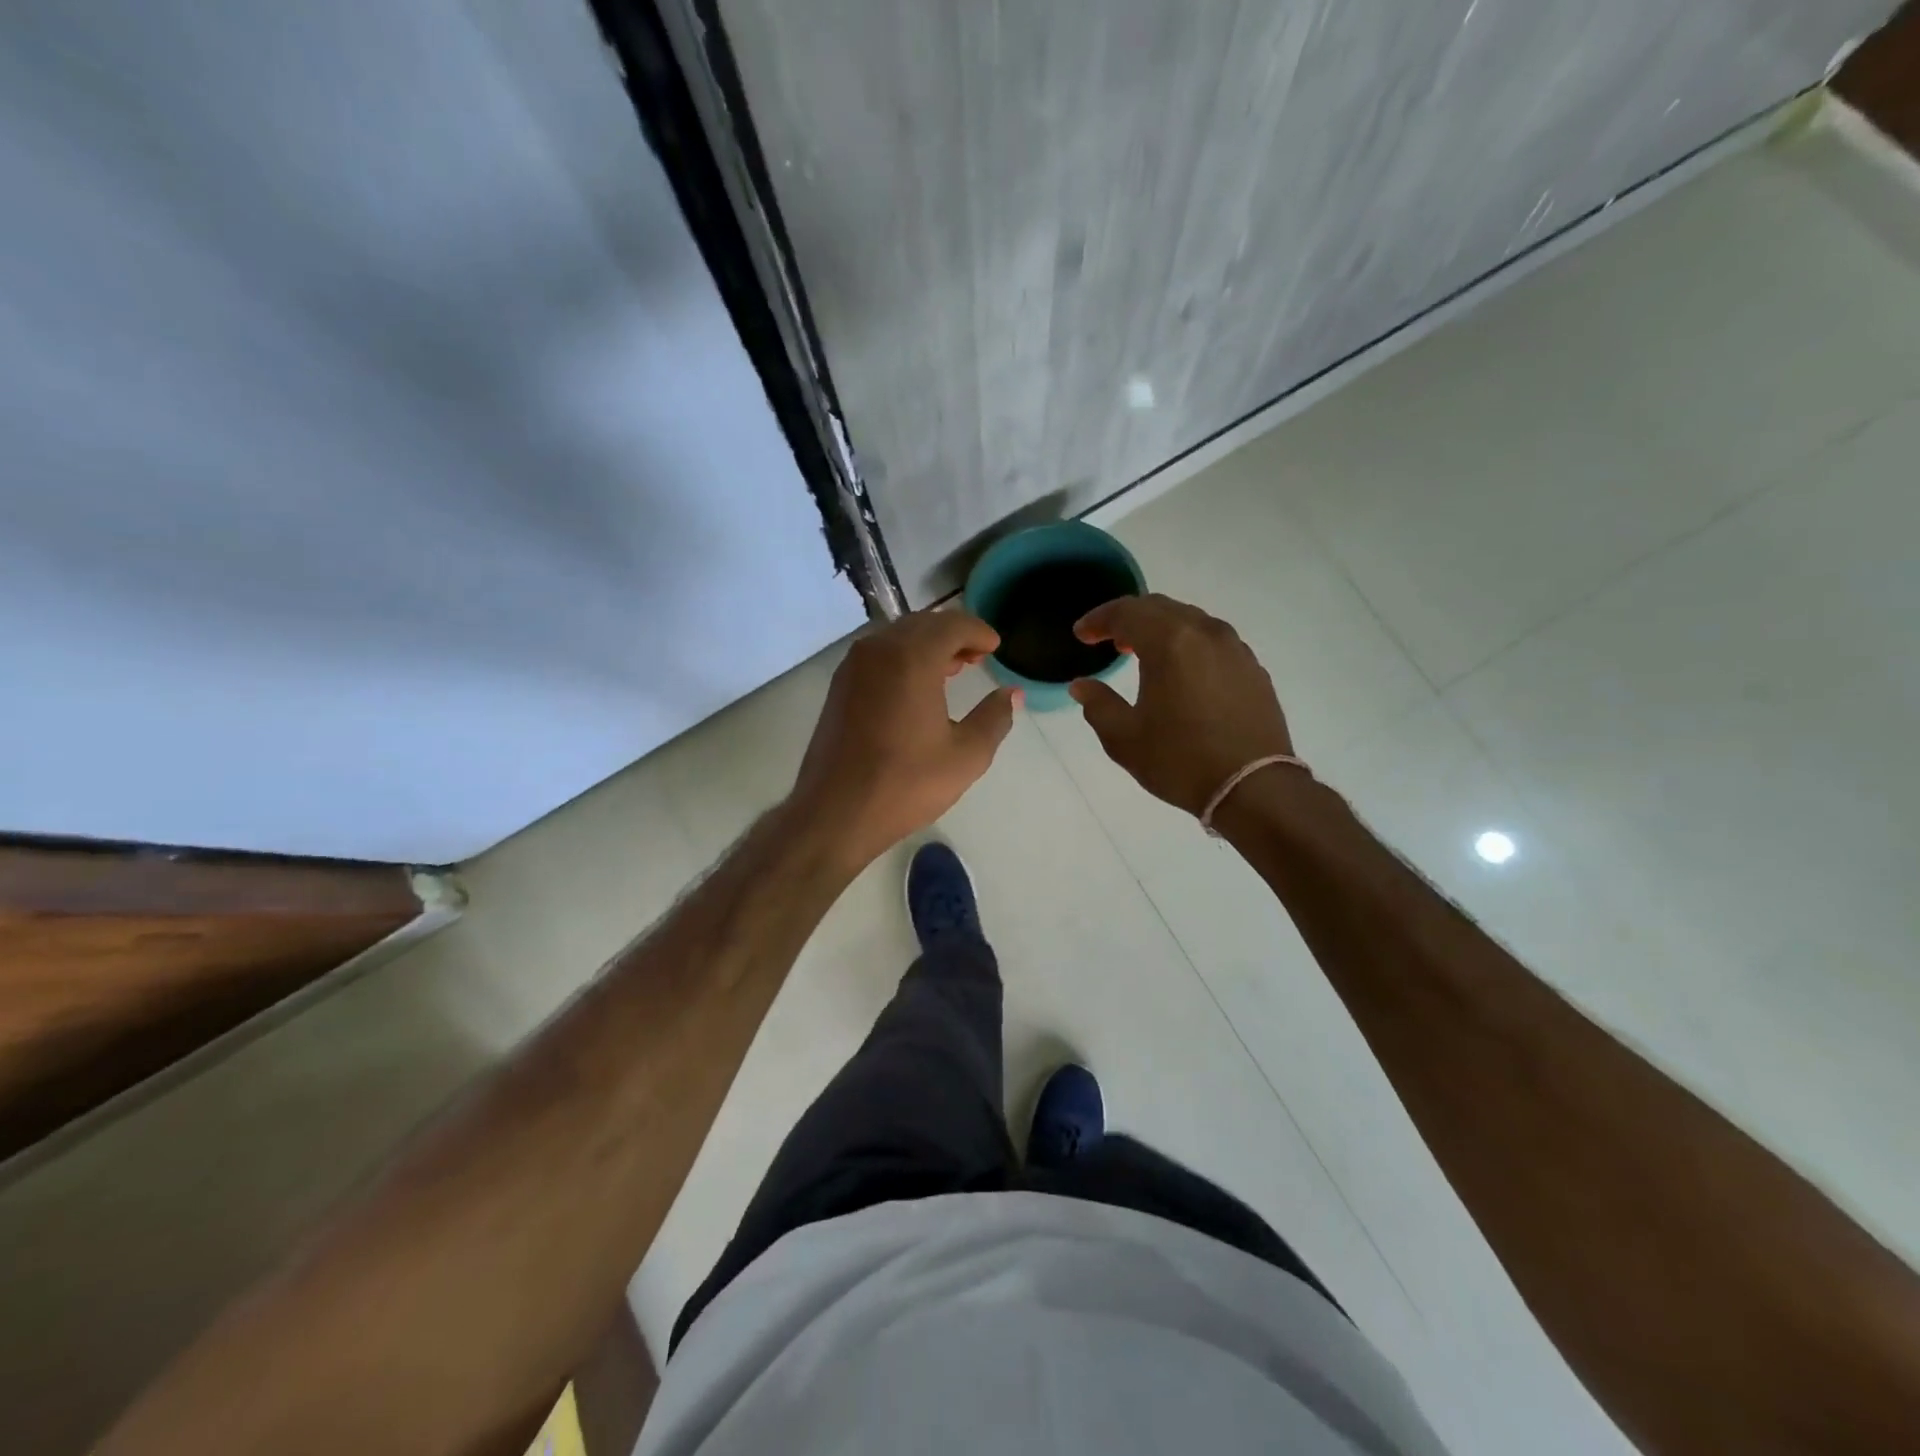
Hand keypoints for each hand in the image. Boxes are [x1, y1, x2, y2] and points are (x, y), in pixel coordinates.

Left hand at [790, 610, 1018, 867]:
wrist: (835, 812)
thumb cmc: (905, 784)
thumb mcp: (965, 756)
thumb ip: (994, 718)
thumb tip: (1011, 694)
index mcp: (912, 658)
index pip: (952, 624)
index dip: (979, 631)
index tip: (996, 647)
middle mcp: (879, 650)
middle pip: (923, 624)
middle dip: (953, 635)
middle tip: (978, 657)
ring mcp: (853, 666)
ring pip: (898, 637)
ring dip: (927, 645)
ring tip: (952, 670)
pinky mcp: (839, 686)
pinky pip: (879, 655)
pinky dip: (903, 658)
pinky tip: (916, 687)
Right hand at [1068, 593, 1293, 817]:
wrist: (1254, 788)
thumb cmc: (1180, 761)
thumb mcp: (1124, 738)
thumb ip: (1098, 705)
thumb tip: (1082, 685)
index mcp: (1170, 642)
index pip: (1126, 612)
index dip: (1099, 619)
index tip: (1081, 635)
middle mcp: (1205, 633)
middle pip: (1160, 608)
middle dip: (1129, 618)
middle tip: (1108, 638)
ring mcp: (1235, 648)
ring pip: (1190, 620)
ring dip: (1160, 628)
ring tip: (1141, 651)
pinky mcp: (1253, 668)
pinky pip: (1212, 640)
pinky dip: (1188, 643)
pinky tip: (1181, 670)